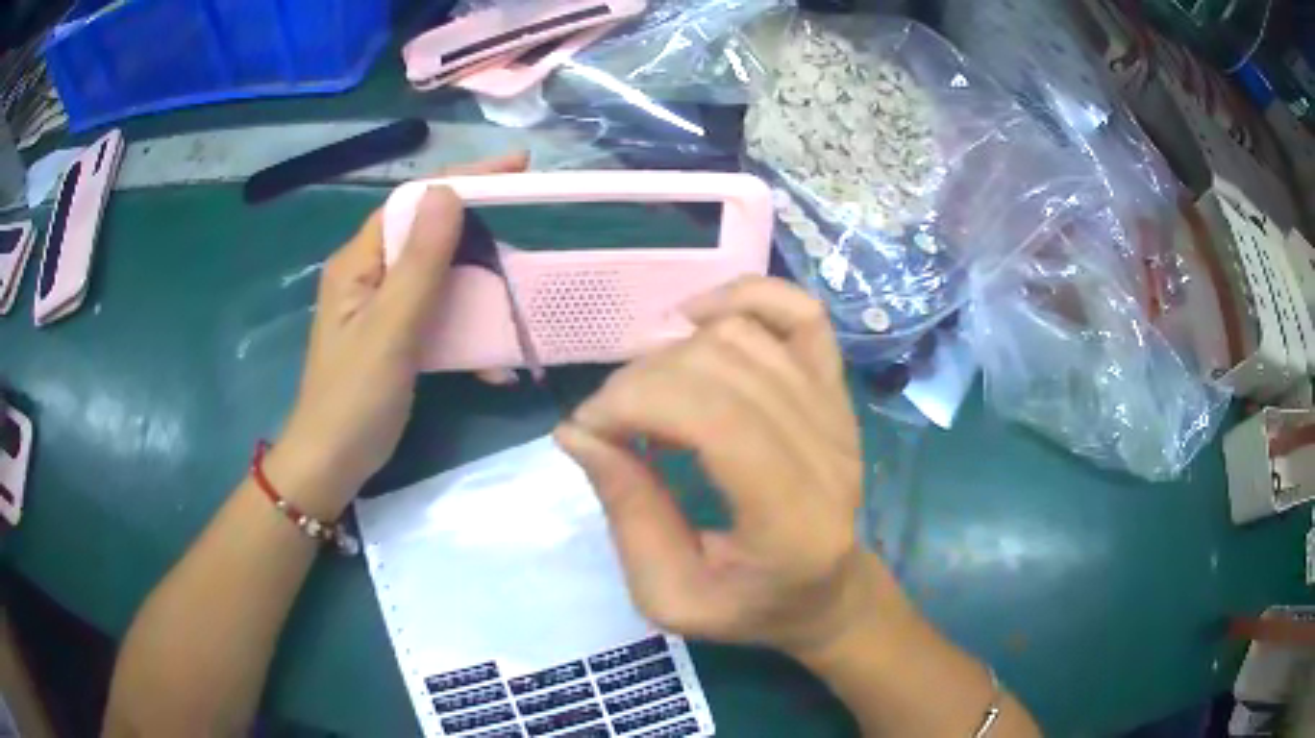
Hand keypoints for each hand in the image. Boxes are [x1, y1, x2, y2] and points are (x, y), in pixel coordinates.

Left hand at [275, 153, 528, 510]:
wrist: (332, 464)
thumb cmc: (355, 398)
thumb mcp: (391, 328)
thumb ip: (421, 262)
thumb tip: (449, 191)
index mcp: (359, 261)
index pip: (413, 200)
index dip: (463, 178)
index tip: (518, 167)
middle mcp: (368, 273)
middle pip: (428, 232)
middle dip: (479, 229)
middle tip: (526, 229)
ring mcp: (381, 305)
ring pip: (437, 273)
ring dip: (478, 284)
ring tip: (517, 293)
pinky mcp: (394, 335)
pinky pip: (436, 312)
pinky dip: (466, 327)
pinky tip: (492, 361)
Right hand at [556, 277, 886, 656]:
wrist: (826, 592)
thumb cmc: (750, 606)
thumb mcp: (670, 597)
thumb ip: (627, 516)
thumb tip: (578, 433)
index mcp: (793, 521)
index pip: (716, 418)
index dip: (636, 403)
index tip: (587, 429)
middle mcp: (828, 452)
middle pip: (723, 368)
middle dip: (640, 382)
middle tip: (608, 422)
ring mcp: (839, 412)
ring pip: (746, 336)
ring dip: (673, 352)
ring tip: (646, 397)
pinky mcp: (837, 390)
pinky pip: (800, 313)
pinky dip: (743, 298)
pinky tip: (697, 319)